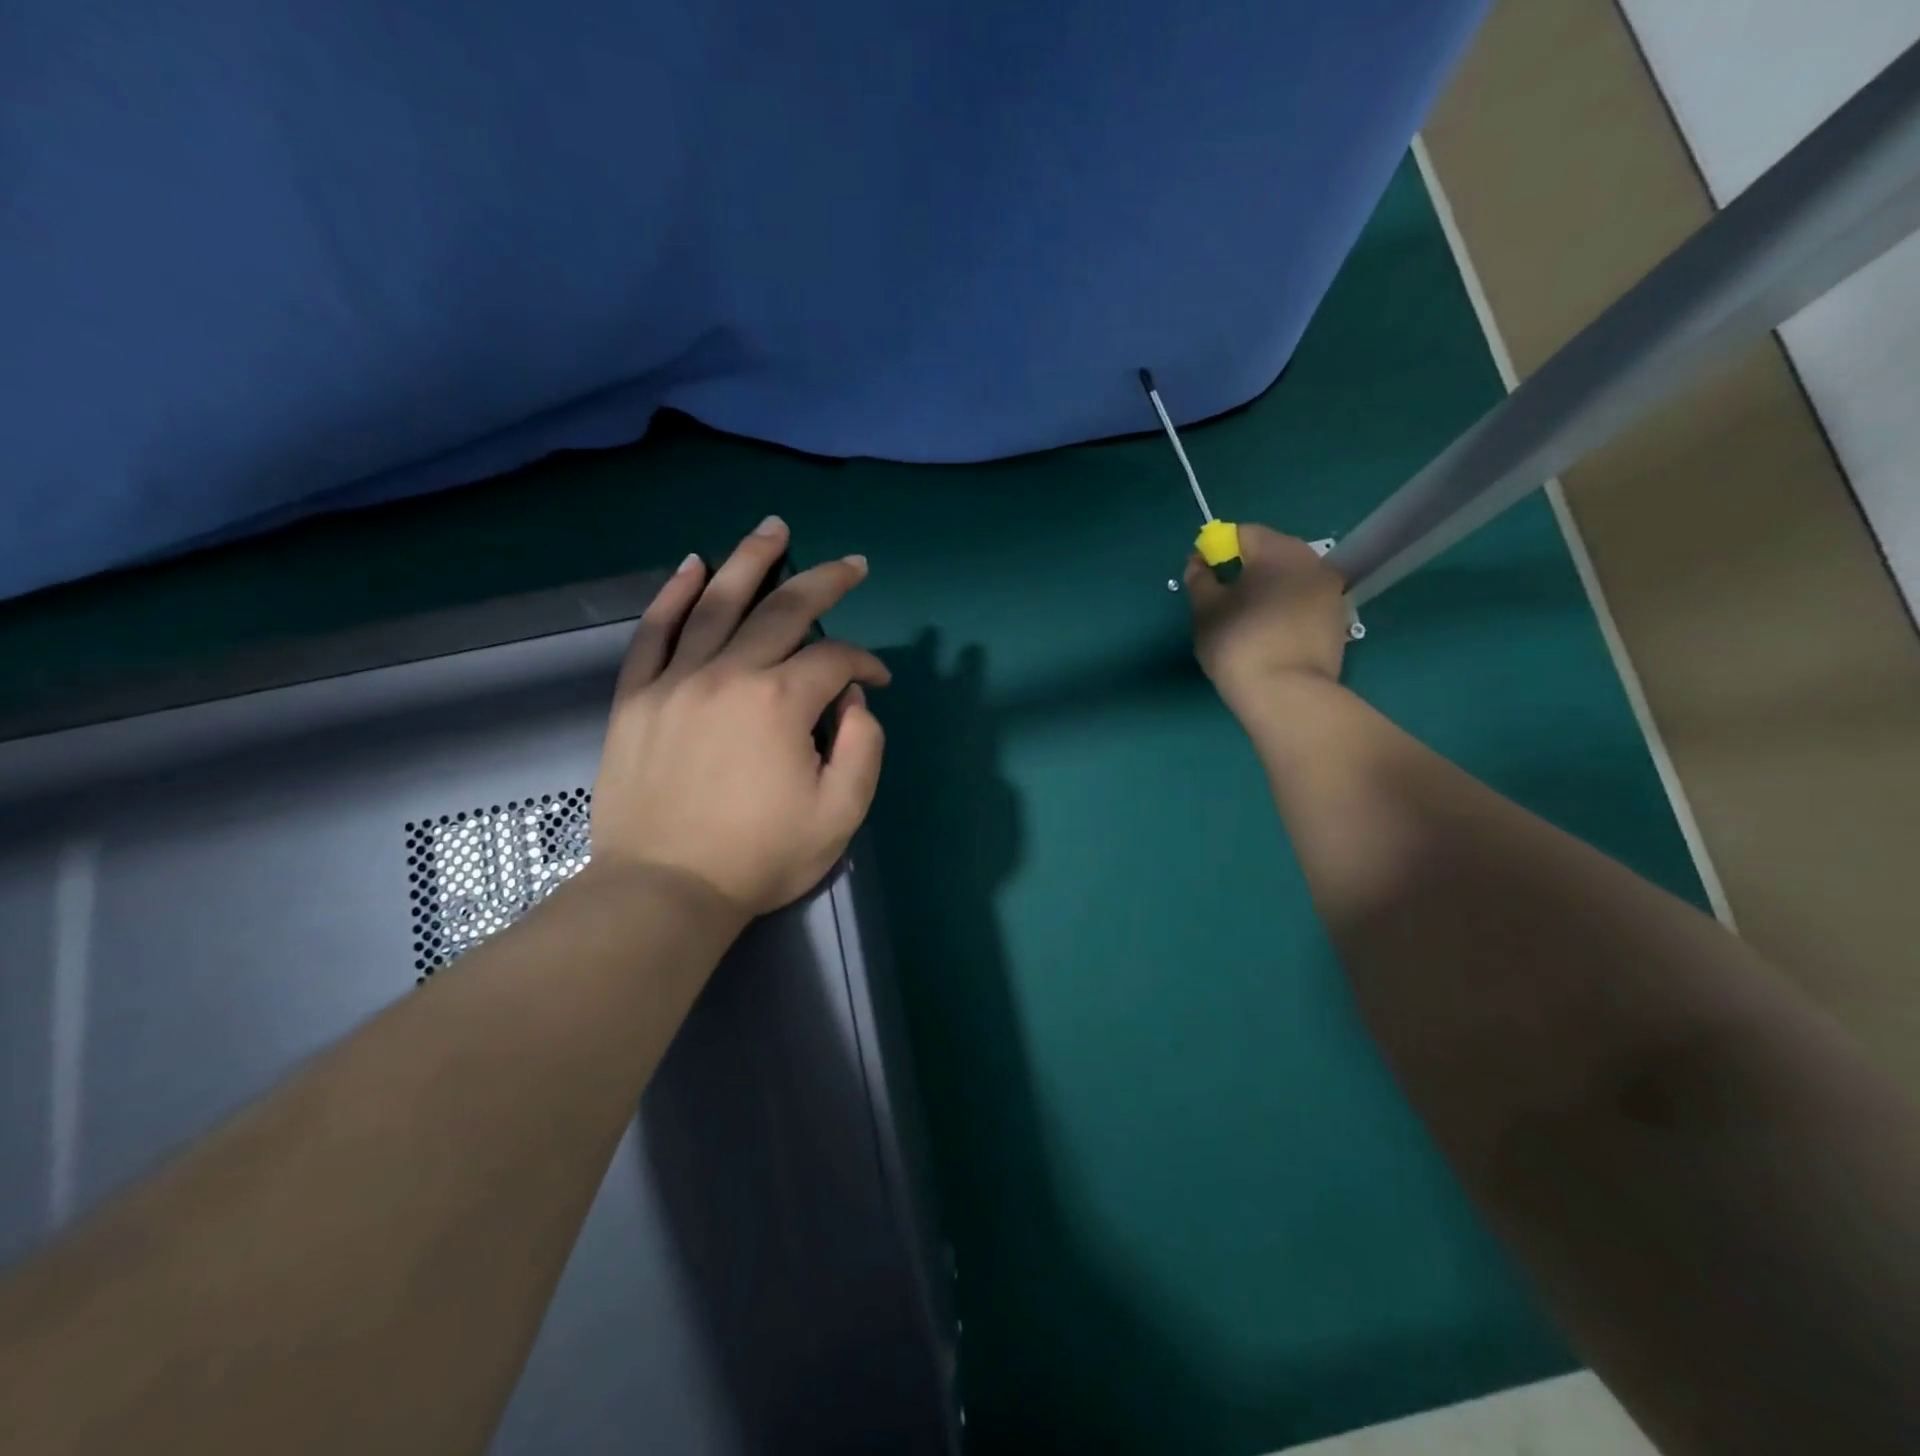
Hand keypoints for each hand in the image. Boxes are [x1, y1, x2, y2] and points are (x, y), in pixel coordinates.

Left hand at [588, 516, 889, 919]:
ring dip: (750, 561)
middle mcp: (729, 674)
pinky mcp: (636, 697)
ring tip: (772, 529)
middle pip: (782, 610)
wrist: (664, 890)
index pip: (835, 658)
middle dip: (824, 582)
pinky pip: (654, 632)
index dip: (865, 662)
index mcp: (781, 702)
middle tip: (850, 563)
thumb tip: (852, 696)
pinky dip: (672, 595)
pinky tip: (691, 565)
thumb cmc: (760, 857)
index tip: (877, 680)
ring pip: (716, 603)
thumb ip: (863, 744)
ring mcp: (675, 680)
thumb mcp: (842, 812)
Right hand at [1186, 524, 1348, 711]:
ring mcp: (1331, 591)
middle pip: (1272, 553)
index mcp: (1278, 550)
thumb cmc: (1238, 643)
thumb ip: (1199, 579)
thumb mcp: (1205, 610)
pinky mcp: (1338, 620)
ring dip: (1268, 590)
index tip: (1204, 576)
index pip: (1244, 533)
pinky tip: (1270, 636)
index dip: (1219, 549)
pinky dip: (1285, 610)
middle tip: (1223, 600)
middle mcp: (1312, 561)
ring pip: (1290, 579)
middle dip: (1246, 568)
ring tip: (1247, 621)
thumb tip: (1199, 562)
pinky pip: (1304, 602)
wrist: (1287, 694)